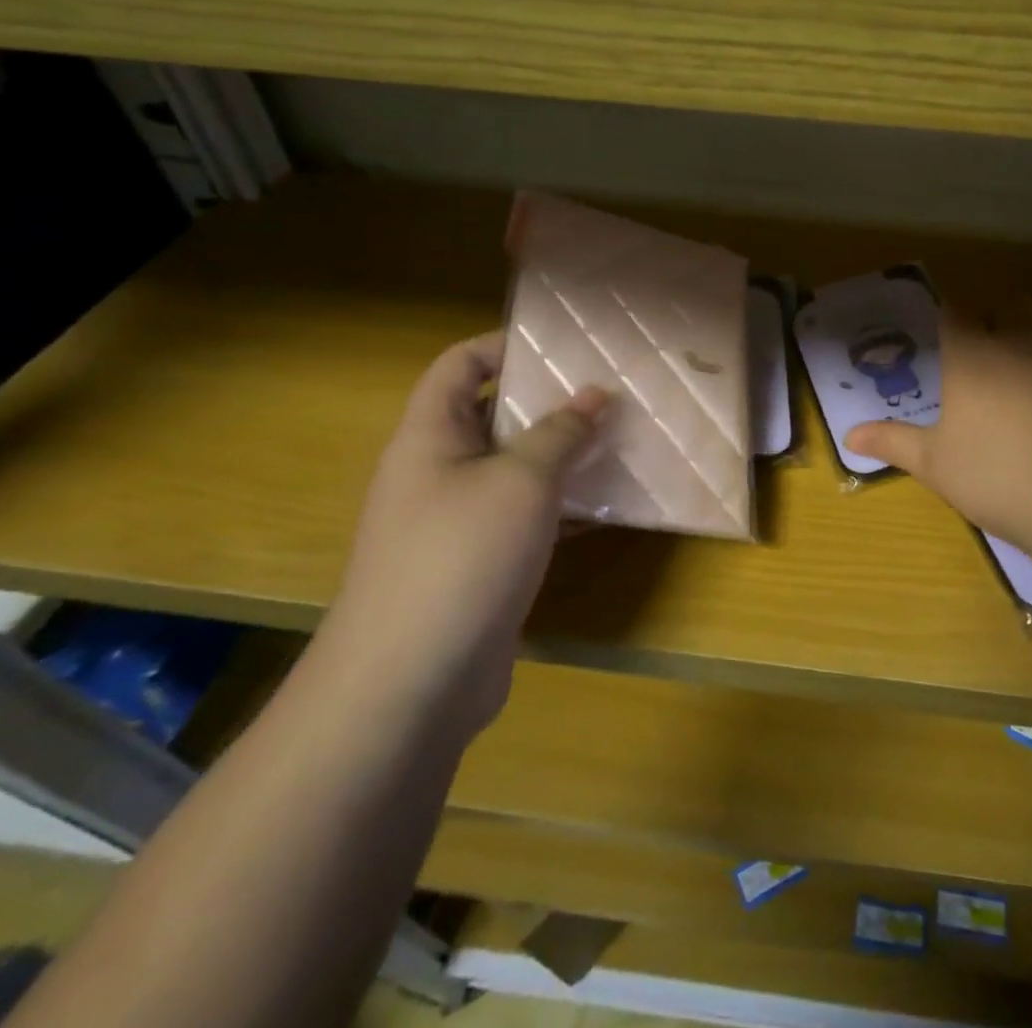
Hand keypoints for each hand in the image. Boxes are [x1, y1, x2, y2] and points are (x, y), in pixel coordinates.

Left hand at [322, 331, 608, 734]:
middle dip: (550, 401)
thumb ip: (561, 432)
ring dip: (564, 455)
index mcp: (430, 436)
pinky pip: (525, 516)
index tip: (565, 345)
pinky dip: (563, 505)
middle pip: (493, 415)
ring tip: (621, 439)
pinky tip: (611, 504)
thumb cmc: (461, 557)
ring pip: (515, 469)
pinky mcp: (479, 563)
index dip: (506, 345)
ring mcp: (457, 521)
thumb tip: (596, 393)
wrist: (410, 685)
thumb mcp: (521, 481)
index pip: (460, 365)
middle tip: (610, 392)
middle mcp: (437, 471)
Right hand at [845, 307, 1031, 586]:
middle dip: (1001, 315)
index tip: (950, 327)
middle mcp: (1019, 339)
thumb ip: (893, 443)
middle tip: (996, 343)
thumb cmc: (998, 476)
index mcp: (971, 355)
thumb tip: (849, 436)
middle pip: (1009, 305)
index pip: (956, 312)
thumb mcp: (935, 465)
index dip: (953, 315)